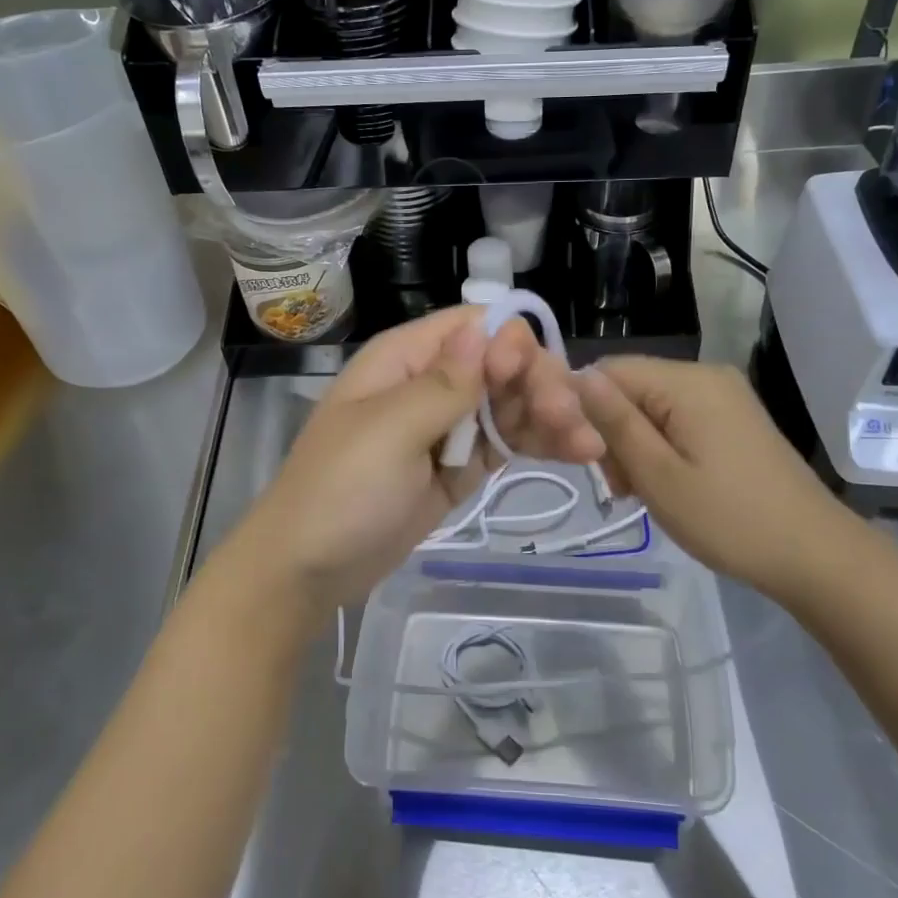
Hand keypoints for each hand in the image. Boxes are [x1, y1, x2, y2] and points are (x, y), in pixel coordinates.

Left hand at [220, 308, 595, 618]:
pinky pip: (506, 443)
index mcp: (405, 359)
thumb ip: (444, 383)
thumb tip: (485, 328)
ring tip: (589, 445)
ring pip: (511, 404)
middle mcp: (431, 383)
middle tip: (571, 421)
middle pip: (502, 365)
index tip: (529, 380)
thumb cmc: (340, 491)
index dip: (510, 343)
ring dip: (552, 416)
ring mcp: (448, 427)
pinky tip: (578, 452)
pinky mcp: (461, 466)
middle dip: (540, 385)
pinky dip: (540, 444)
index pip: (473, 327)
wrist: (308, 571)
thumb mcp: (389, 431)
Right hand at [572, 356, 864, 599]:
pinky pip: (679, 418)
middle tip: (623, 488)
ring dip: (637, 445)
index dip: (588, 410)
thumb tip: (578, 377)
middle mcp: (706, 375)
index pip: (610, 370)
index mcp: (688, 382)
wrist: (814, 554)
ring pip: (652, 406)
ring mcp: (725, 396)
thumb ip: (616, 423)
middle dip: (615, 432)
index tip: (593, 462)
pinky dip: (663, 447)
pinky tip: (669, 483)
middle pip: (632, 388)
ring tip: (645, 492)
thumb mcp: (659, 475)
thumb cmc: (729, 519)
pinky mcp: (734, 418)